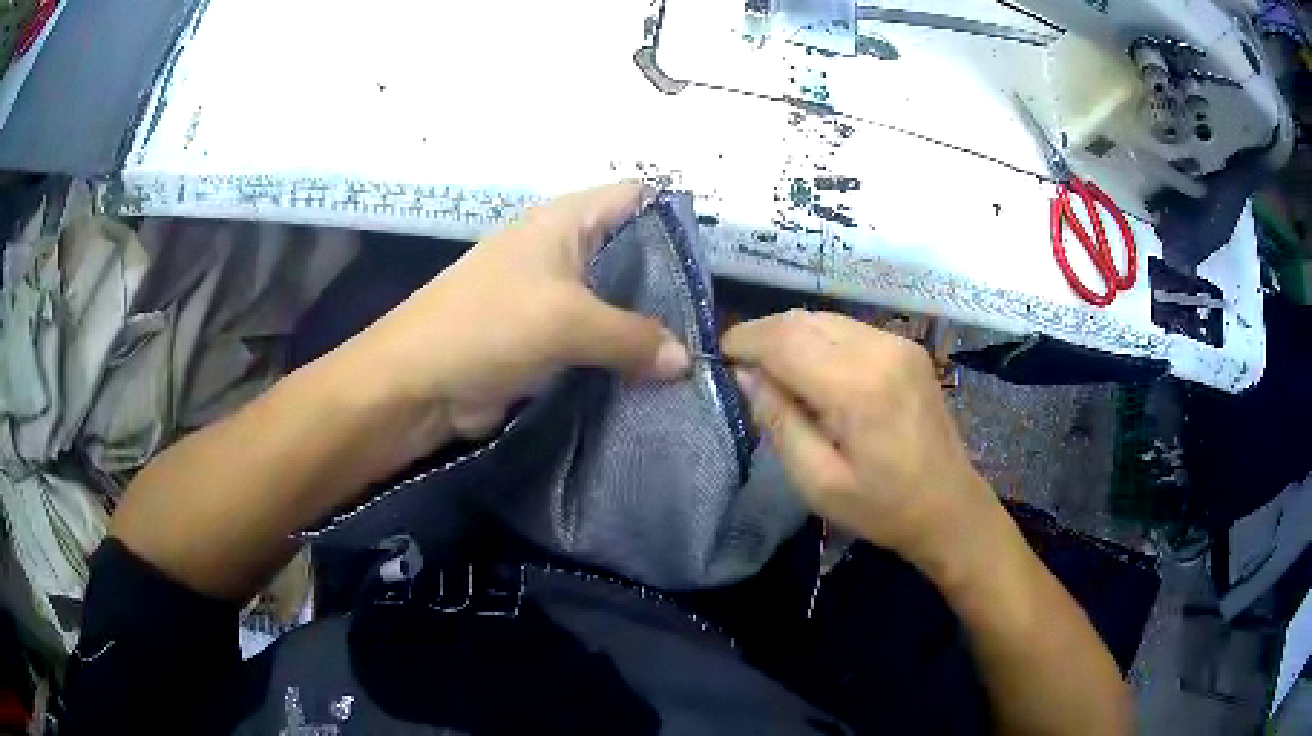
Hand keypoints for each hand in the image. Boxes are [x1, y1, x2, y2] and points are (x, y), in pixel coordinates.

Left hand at [331, 182, 689, 456]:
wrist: (416, 384)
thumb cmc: (485, 326)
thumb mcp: (565, 321)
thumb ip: (633, 336)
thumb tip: (686, 361)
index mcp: (564, 221)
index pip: (635, 197)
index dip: (676, 217)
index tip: (714, 259)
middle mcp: (563, 250)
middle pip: (632, 253)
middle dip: (671, 282)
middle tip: (714, 318)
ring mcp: (553, 296)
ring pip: (616, 302)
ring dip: (649, 327)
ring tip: (696, 353)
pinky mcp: (545, 339)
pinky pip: (597, 340)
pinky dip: (623, 356)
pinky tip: (656, 377)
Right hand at [723, 310, 997, 572]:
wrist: (949, 505)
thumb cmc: (882, 507)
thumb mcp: (817, 482)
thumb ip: (779, 421)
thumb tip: (746, 375)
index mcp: (858, 387)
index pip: (785, 340)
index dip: (745, 341)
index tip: (719, 357)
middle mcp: (880, 349)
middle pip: (803, 320)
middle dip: (763, 335)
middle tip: (740, 366)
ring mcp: (897, 343)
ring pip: (824, 319)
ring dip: (789, 335)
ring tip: (771, 369)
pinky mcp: (906, 347)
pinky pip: (847, 328)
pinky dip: (817, 339)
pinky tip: (811, 370)